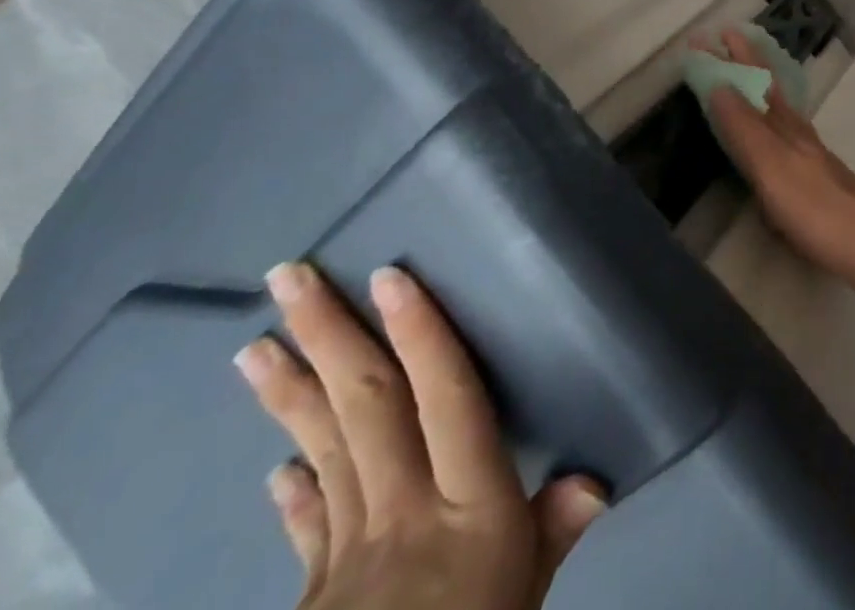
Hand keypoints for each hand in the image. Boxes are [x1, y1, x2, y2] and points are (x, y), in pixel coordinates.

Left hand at [234, 261, 604, 608]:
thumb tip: (598, 479)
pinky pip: (308, 525)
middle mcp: (402, 510)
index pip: (445, 398)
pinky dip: (295, 488)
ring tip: (255, 345)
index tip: (391, 276)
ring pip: (323, 448)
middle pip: (367, 408)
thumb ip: (552, 534)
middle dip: (332, 338)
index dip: (421, 335)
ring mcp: (346, 550)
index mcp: (466, 504)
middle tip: (290, 278)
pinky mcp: (313, 592)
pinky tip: (276, 463)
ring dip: (291, 393)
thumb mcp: (527, 598)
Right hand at [701, 29, 854, 288]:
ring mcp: (807, 151)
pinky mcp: (813, 176)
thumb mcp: (771, 165)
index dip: (730, 58)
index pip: (752, 79)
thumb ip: (744, 127)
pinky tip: (770, 132)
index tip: (705, 36)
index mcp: (783, 123)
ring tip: (743, 74)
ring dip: (757, 86)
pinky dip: (769, 118)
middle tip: (724, 39)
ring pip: (777, 106)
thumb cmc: (814, 204)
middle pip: (766, 86)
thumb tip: (718, 84)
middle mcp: (795, 129)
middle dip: (745, 62)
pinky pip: (783, 132)